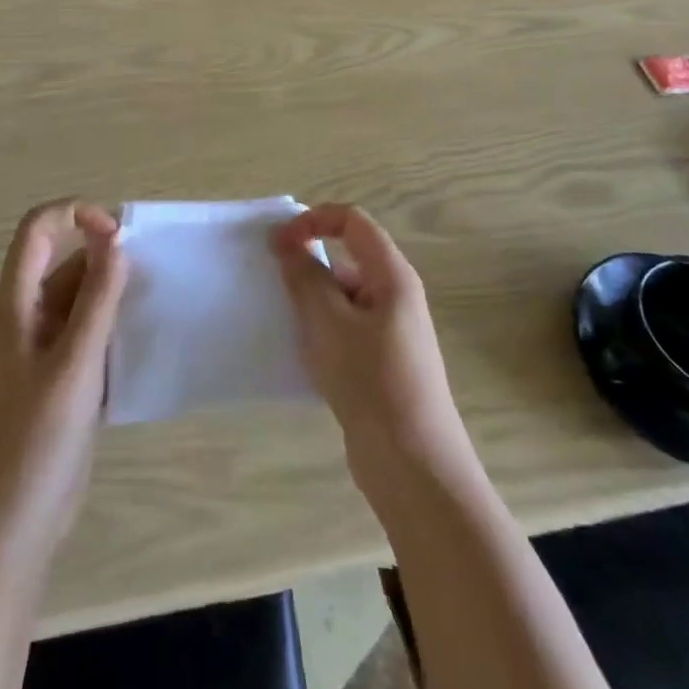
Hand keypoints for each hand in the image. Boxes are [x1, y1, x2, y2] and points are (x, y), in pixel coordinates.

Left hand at [0, 201, 128, 553]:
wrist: (10, 530)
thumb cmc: (37, 441)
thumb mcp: (75, 364)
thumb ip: (97, 299)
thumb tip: (116, 241)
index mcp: (16, 304)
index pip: (37, 228)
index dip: (75, 215)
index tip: (118, 236)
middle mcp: (26, 318)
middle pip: (62, 260)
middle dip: (104, 255)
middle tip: (150, 273)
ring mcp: (42, 350)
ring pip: (79, 298)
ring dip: (112, 292)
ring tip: (152, 303)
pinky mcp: (60, 379)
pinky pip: (87, 332)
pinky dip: (112, 326)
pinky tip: (141, 341)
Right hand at [272, 204, 474, 488]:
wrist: (414, 468)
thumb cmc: (372, 382)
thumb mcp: (329, 323)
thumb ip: (305, 277)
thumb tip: (287, 243)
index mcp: (392, 275)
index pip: (352, 221)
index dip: (314, 220)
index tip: (278, 243)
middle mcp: (396, 296)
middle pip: (348, 257)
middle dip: (308, 263)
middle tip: (273, 284)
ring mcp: (391, 332)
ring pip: (344, 297)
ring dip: (311, 301)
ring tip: (282, 321)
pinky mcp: (382, 364)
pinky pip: (346, 329)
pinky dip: (321, 330)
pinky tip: (299, 354)